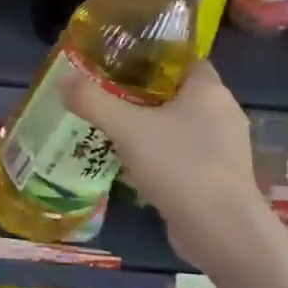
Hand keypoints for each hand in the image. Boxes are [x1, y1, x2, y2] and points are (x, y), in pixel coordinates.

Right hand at [56, 60, 269, 268]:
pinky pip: (184, 154)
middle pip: (176, 92)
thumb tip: (63, 78)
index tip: (118, 61)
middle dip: (143, 94)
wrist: (222, 232)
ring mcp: (224, 148)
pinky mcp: (219, 177)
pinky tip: (133, 165)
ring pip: (179, 125)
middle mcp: (223, 112)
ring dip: (150, 127)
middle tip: (106, 95)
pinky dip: (160, 155)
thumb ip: (93, 101)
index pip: (181, 58)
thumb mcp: (127, 128)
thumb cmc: (180, 165)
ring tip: (113, 129)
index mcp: (209, 89)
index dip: (150, 56)